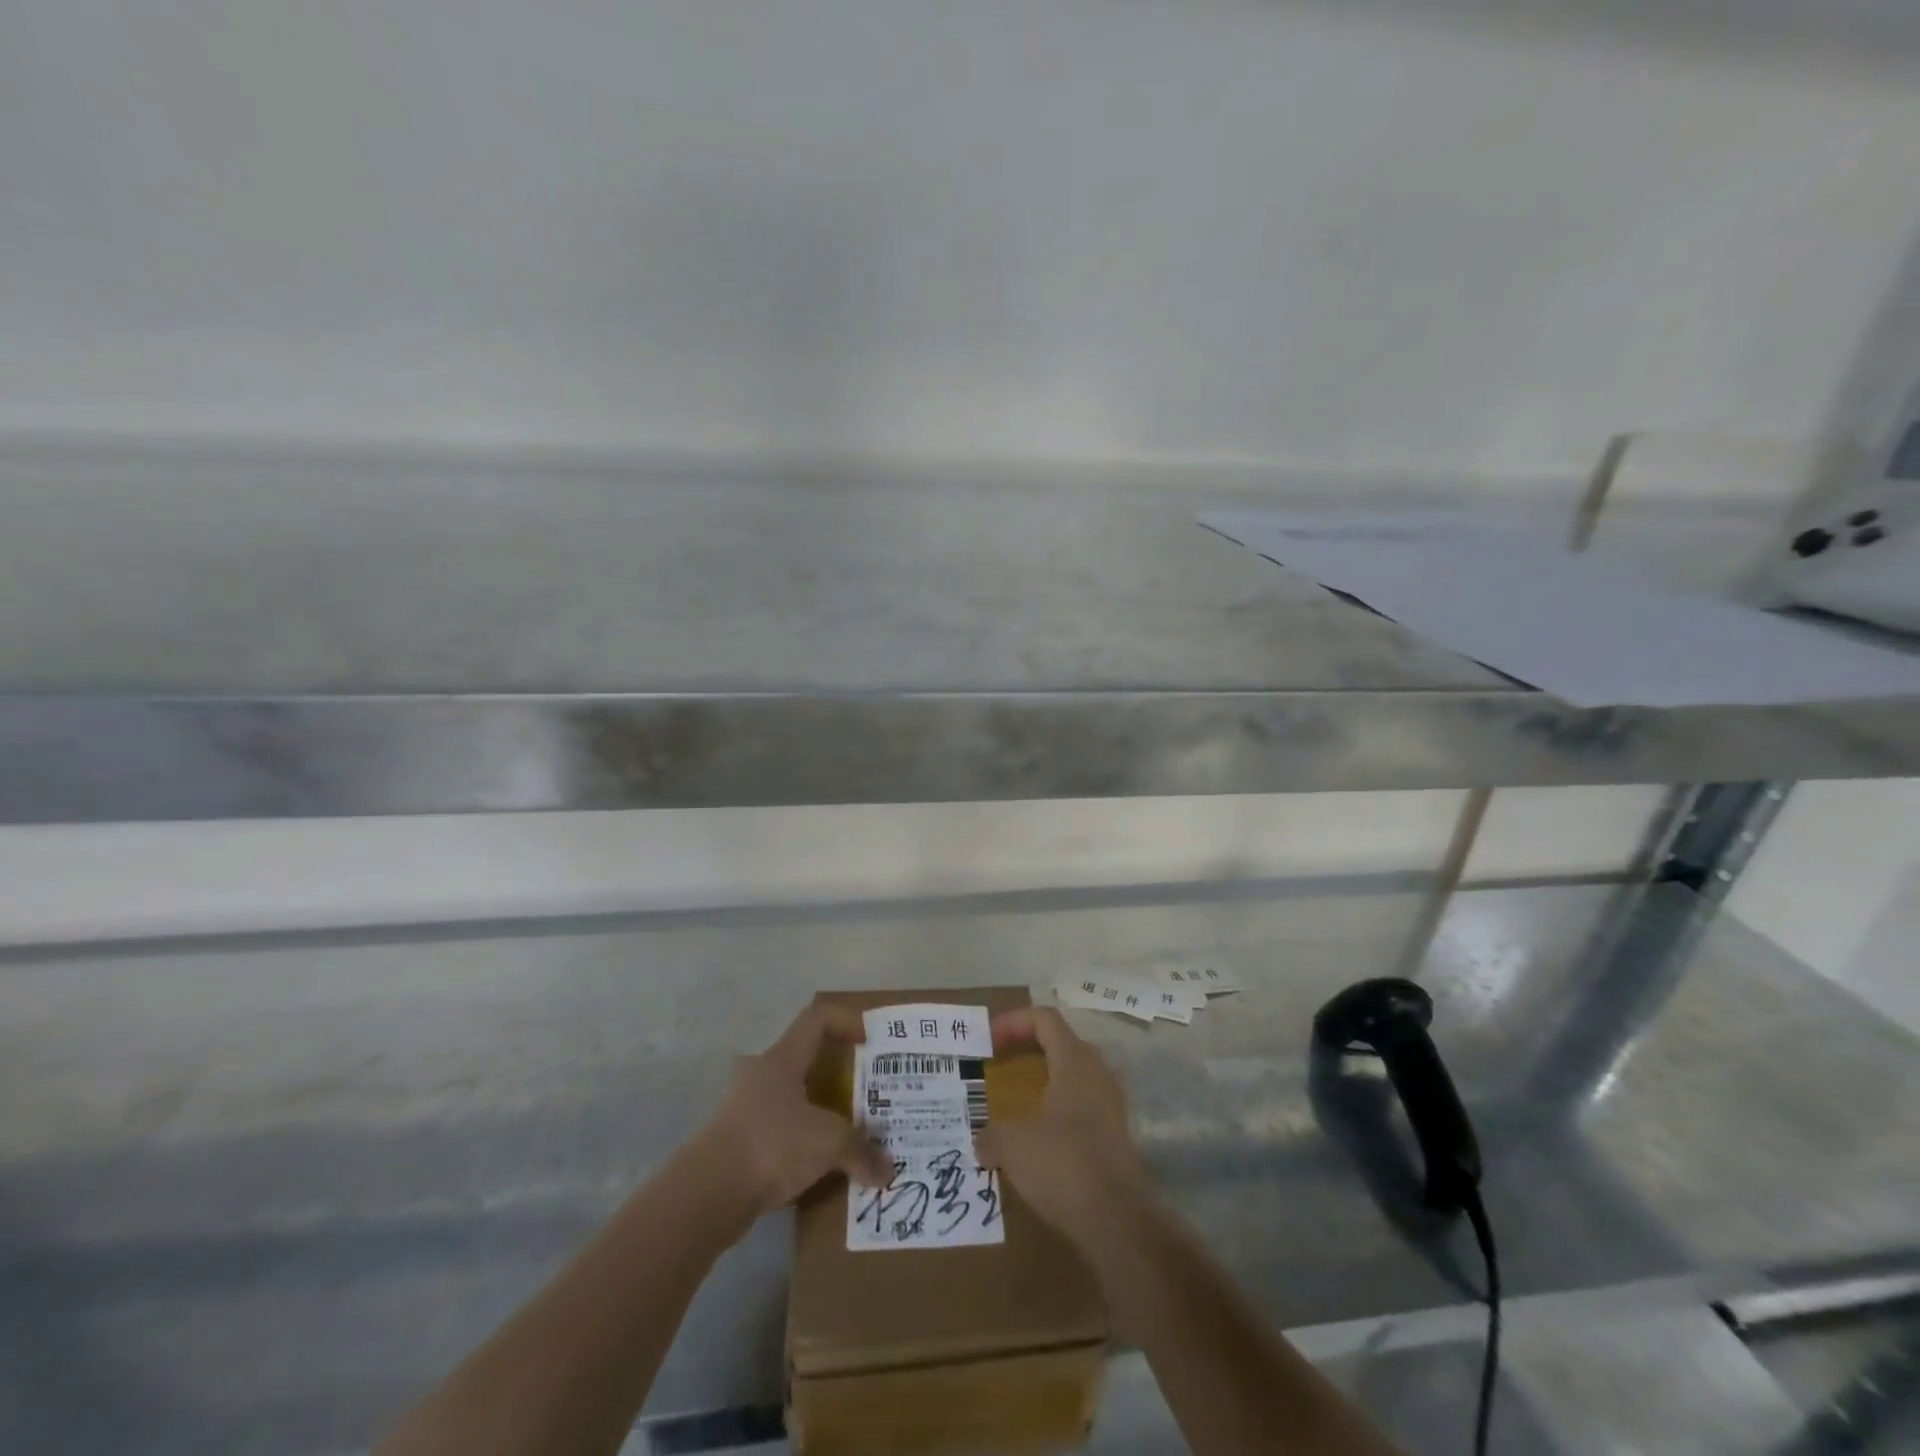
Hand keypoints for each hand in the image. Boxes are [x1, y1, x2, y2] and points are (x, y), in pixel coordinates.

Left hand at [699, 1004, 892, 1216]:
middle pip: (803, 1057)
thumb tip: (889, 1171)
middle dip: (834, 1071)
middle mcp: (761, 1074)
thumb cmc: (771, 1145)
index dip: (845, 1021)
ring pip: (790, 1096)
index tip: (868, 1042)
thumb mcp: (827, 1143)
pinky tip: (818, 1165)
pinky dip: (800, 1140)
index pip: (816, 1018)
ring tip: (844, 1132)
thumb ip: (861, 1151)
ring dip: (816, 1109)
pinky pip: (777, 1130)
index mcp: (782, 1058)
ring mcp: (744, 1108)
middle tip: (860, 1091)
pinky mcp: (735, 1141)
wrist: (707, 1194)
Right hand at [975, 1007, 1148, 1240]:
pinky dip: (1056, 1106)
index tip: (987, 1042)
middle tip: (998, 1065)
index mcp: (1074, 1059)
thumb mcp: (1013, 1145)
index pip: (1044, 1018)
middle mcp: (1097, 1071)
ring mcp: (1110, 1101)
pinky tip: (1036, 1134)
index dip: (1012, 1022)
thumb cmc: (1062, 1164)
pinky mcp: (1115, 1131)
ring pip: (1072, 1073)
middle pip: (1059, 1041)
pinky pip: (1081, 1102)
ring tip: (1014, 1100)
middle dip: (1026, 1048)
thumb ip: (991, 1135)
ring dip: (1042, 1079)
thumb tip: (981, 1142)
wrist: (1116, 1219)